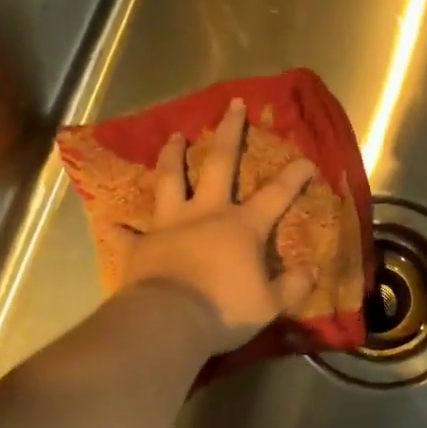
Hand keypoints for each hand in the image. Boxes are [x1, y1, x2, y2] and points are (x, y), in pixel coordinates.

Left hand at [119, 98, 318, 356]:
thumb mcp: (269, 305)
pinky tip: (114, 222)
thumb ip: (292, 286)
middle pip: (220, 163)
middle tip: (233, 105)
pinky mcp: (141, 245)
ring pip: (170, 180)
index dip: (294, 176)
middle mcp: (206, 213)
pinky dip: (121, 228)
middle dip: (229, 132)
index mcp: (242, 226)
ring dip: (172, 156)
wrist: (168, 322)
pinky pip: (128, 233)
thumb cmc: (223, 310)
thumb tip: (312, 272)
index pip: (276, 194)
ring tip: (174, 136)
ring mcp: (170, 225)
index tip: (307, 159)